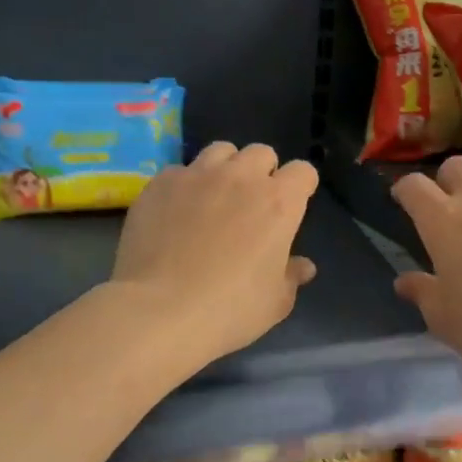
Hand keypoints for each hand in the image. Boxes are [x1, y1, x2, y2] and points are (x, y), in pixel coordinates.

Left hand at [111, 142, 318, 365]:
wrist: (159, 311)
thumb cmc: (229, 309)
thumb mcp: (275, 302)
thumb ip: (291, 276)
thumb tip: (303, 266)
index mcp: (279, 203)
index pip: (303, 171)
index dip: (300, 187)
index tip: (292, 207)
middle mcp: (241, 177)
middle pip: (261, 153)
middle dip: (262, 172)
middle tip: (251, 203)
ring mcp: (197, 175)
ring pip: (220, 151)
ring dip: (224, 168)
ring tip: (214, 196)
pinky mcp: (161, 183)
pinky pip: (180, 171)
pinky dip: (184, 186)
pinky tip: (175, 213)